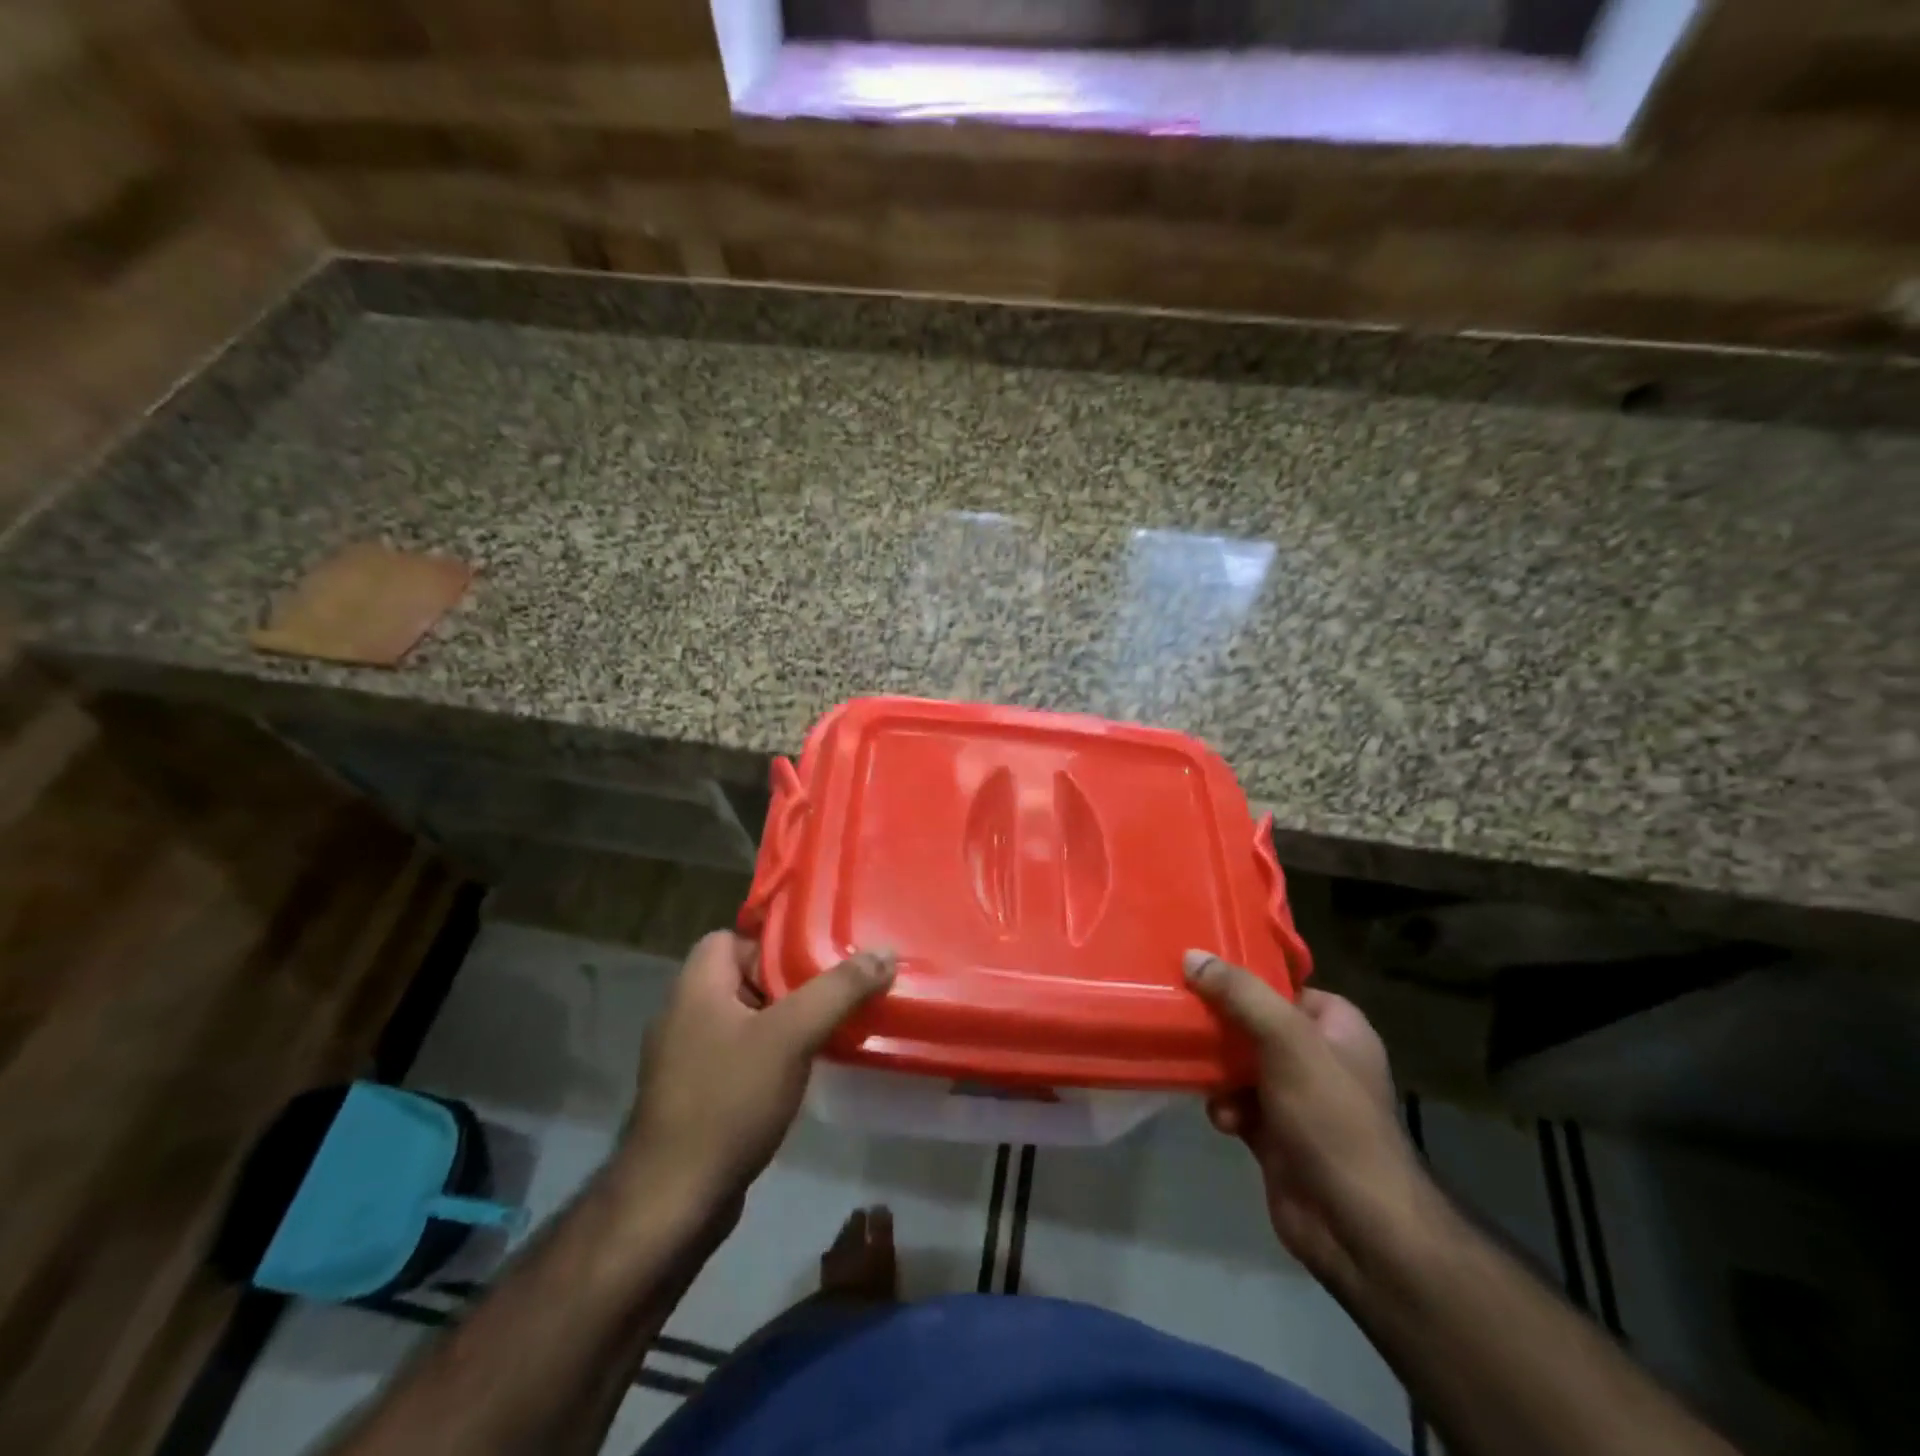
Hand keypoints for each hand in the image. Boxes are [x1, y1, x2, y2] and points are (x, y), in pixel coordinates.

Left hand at [622, 932, 895, 1202]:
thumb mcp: (791, 1036)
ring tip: (831, 1027)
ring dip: (785, 1021)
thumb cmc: (729, 1100)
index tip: (817, 956)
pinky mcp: (696, 1094)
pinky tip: (804, 1071)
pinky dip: (771, 1056)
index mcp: (696, 985)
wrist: (675, 1201)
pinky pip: (740, 1055)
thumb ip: (838, 990)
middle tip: (837, 990)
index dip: (774, 941)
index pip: (733, 937)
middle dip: (791, 983)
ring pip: (746, 1019)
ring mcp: (686, 1058)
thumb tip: (885, 952)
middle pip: (745, 977)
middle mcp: (684, 1013)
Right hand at [1184, 950, 1442, 1290]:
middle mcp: (1318, 1057)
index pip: (1282, 985)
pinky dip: (1224, 1106)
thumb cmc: (1332, 1119)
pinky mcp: (1275, 1135)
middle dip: (1219, 1023)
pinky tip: (1220, 1118)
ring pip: (1239, 1063)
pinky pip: (1237, 1103)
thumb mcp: (1287, 1041)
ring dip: (1216, 1068)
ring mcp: (1297, 1098)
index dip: (1242, 977)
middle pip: (1254, 1023)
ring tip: (1199, 1071)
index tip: (1198, 968)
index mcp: (1337, 1026)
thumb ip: (1240, 995)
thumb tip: (1192, 956)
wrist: (1356, 1226)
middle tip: (1179, 1012)